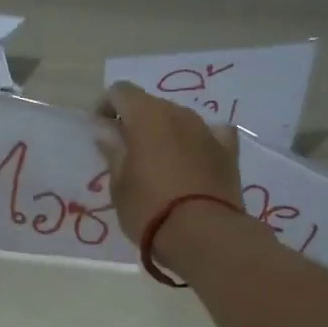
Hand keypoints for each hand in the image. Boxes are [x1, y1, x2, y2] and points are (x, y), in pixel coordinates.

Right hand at [96, 82, 242, 257]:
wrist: (204, 235)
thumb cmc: (149, 208)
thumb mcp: (119, 184)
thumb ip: (113, 152)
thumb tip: (107, 131)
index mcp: (147, 116)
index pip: (121, 91)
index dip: (106, 105)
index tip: (99, 128)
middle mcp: (179, 114)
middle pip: (151, 105)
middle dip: (135, 121)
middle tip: (125, 151)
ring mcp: (207, 131)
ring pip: (180, 120)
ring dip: (165, 132)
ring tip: (157, 162)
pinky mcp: (228, 151)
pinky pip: (210, 135)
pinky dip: (197, 142)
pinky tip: (193, 158)